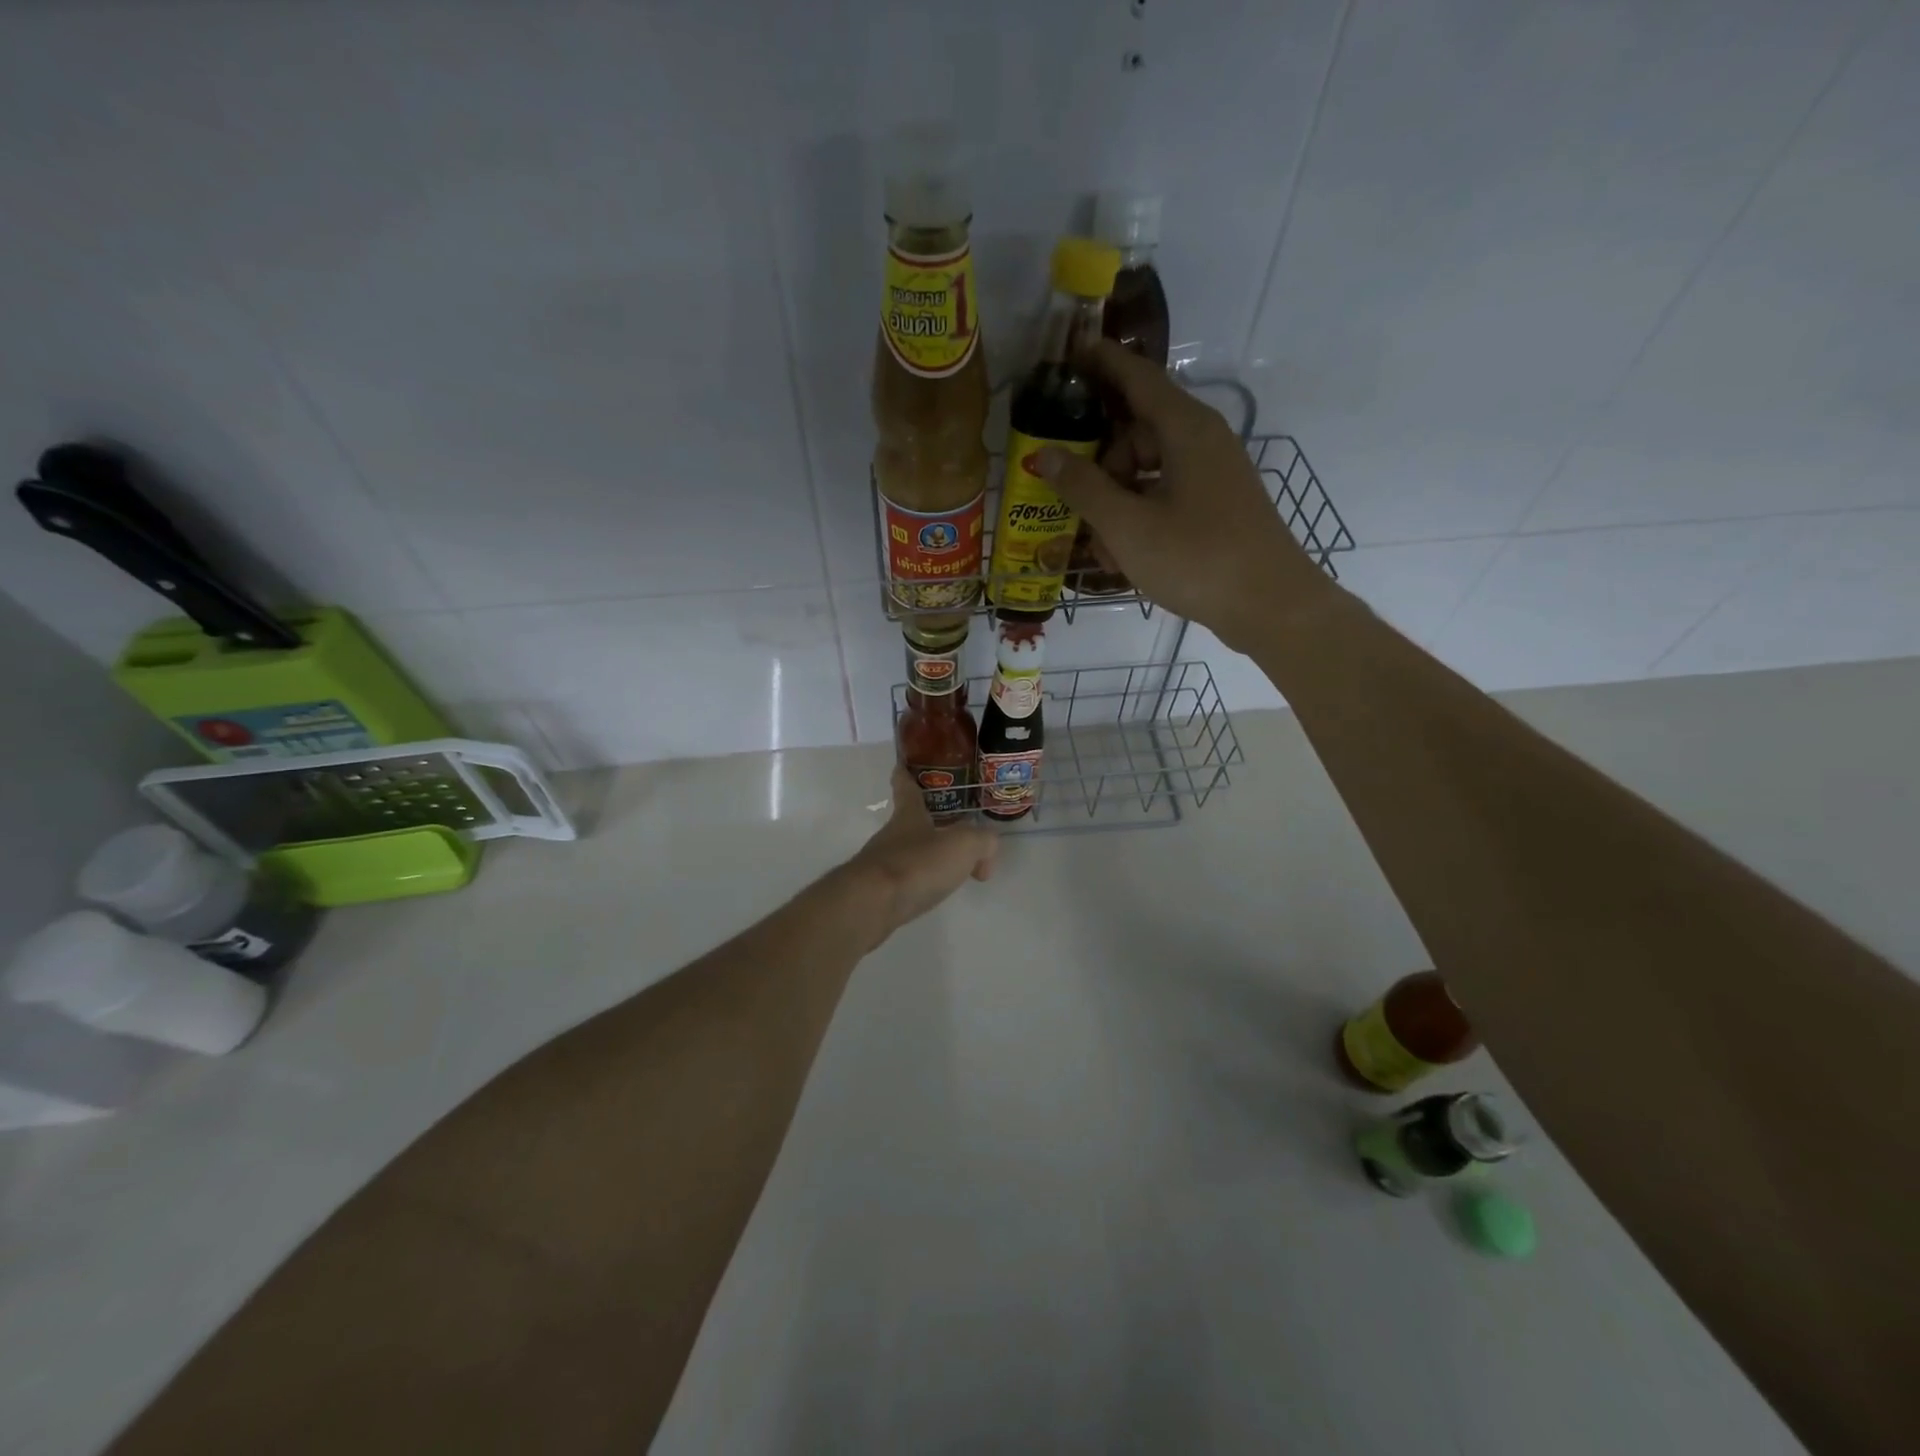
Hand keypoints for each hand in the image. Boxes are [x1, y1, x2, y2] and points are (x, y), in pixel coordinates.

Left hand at [844, 765, 997, 940]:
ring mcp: (881, 865)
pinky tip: (935, 892)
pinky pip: (905, 881)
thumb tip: (985, 851)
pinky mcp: (878, 893)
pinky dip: (922, 883)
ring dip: (928, 857)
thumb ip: (982, 841)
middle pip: (910, 823)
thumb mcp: (963, 845)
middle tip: (954, 827)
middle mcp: (892, 836)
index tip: (902, 765)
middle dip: (929, 823)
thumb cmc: (917, 864)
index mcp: (909, 816)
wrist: (872, 905)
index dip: (906, 775)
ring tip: (954, 869)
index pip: (906, 787)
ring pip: (909, 853)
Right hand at [1037, 340, 1334, 649]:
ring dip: (1115, 499)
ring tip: (1097, 545)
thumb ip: (1083, 488)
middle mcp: (1202, 441)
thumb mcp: (1127, 526)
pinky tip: (1121, 555)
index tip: (1067, 354)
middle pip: (1136, 429)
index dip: (1100, 363)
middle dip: (1099, 461)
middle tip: (1070, 497)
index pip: (1136, 377)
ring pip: (1147, 469)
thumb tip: (1045, 453)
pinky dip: (1139, 515)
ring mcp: (1212, 474)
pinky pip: (1165, 495)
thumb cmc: (1196, 558)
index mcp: (1185, 429)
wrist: (1270, 606)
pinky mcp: (1216, 505)